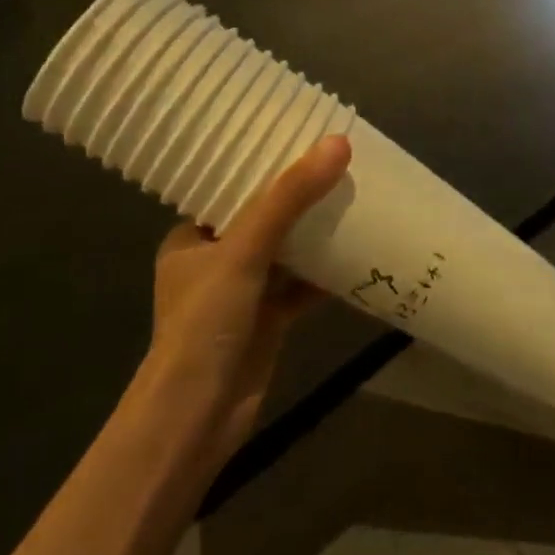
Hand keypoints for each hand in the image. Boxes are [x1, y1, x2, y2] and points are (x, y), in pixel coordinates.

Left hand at [143, 135, 350, 469]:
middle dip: (299, 195)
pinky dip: (328, 271)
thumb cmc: (206, 323)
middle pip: (265, 217)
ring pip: (287, 250)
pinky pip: (303, 285)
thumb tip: (338, 143)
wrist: (198, 417)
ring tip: (355, 193)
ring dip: (317, 231)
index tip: (301, 137)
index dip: (264, 164)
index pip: (230, 188)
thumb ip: (290, 197)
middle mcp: (215, 261)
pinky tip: (362, 250)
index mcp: (192, 238)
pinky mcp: (269, 320)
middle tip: (339, 162)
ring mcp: (243, 293)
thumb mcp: (245, 250)